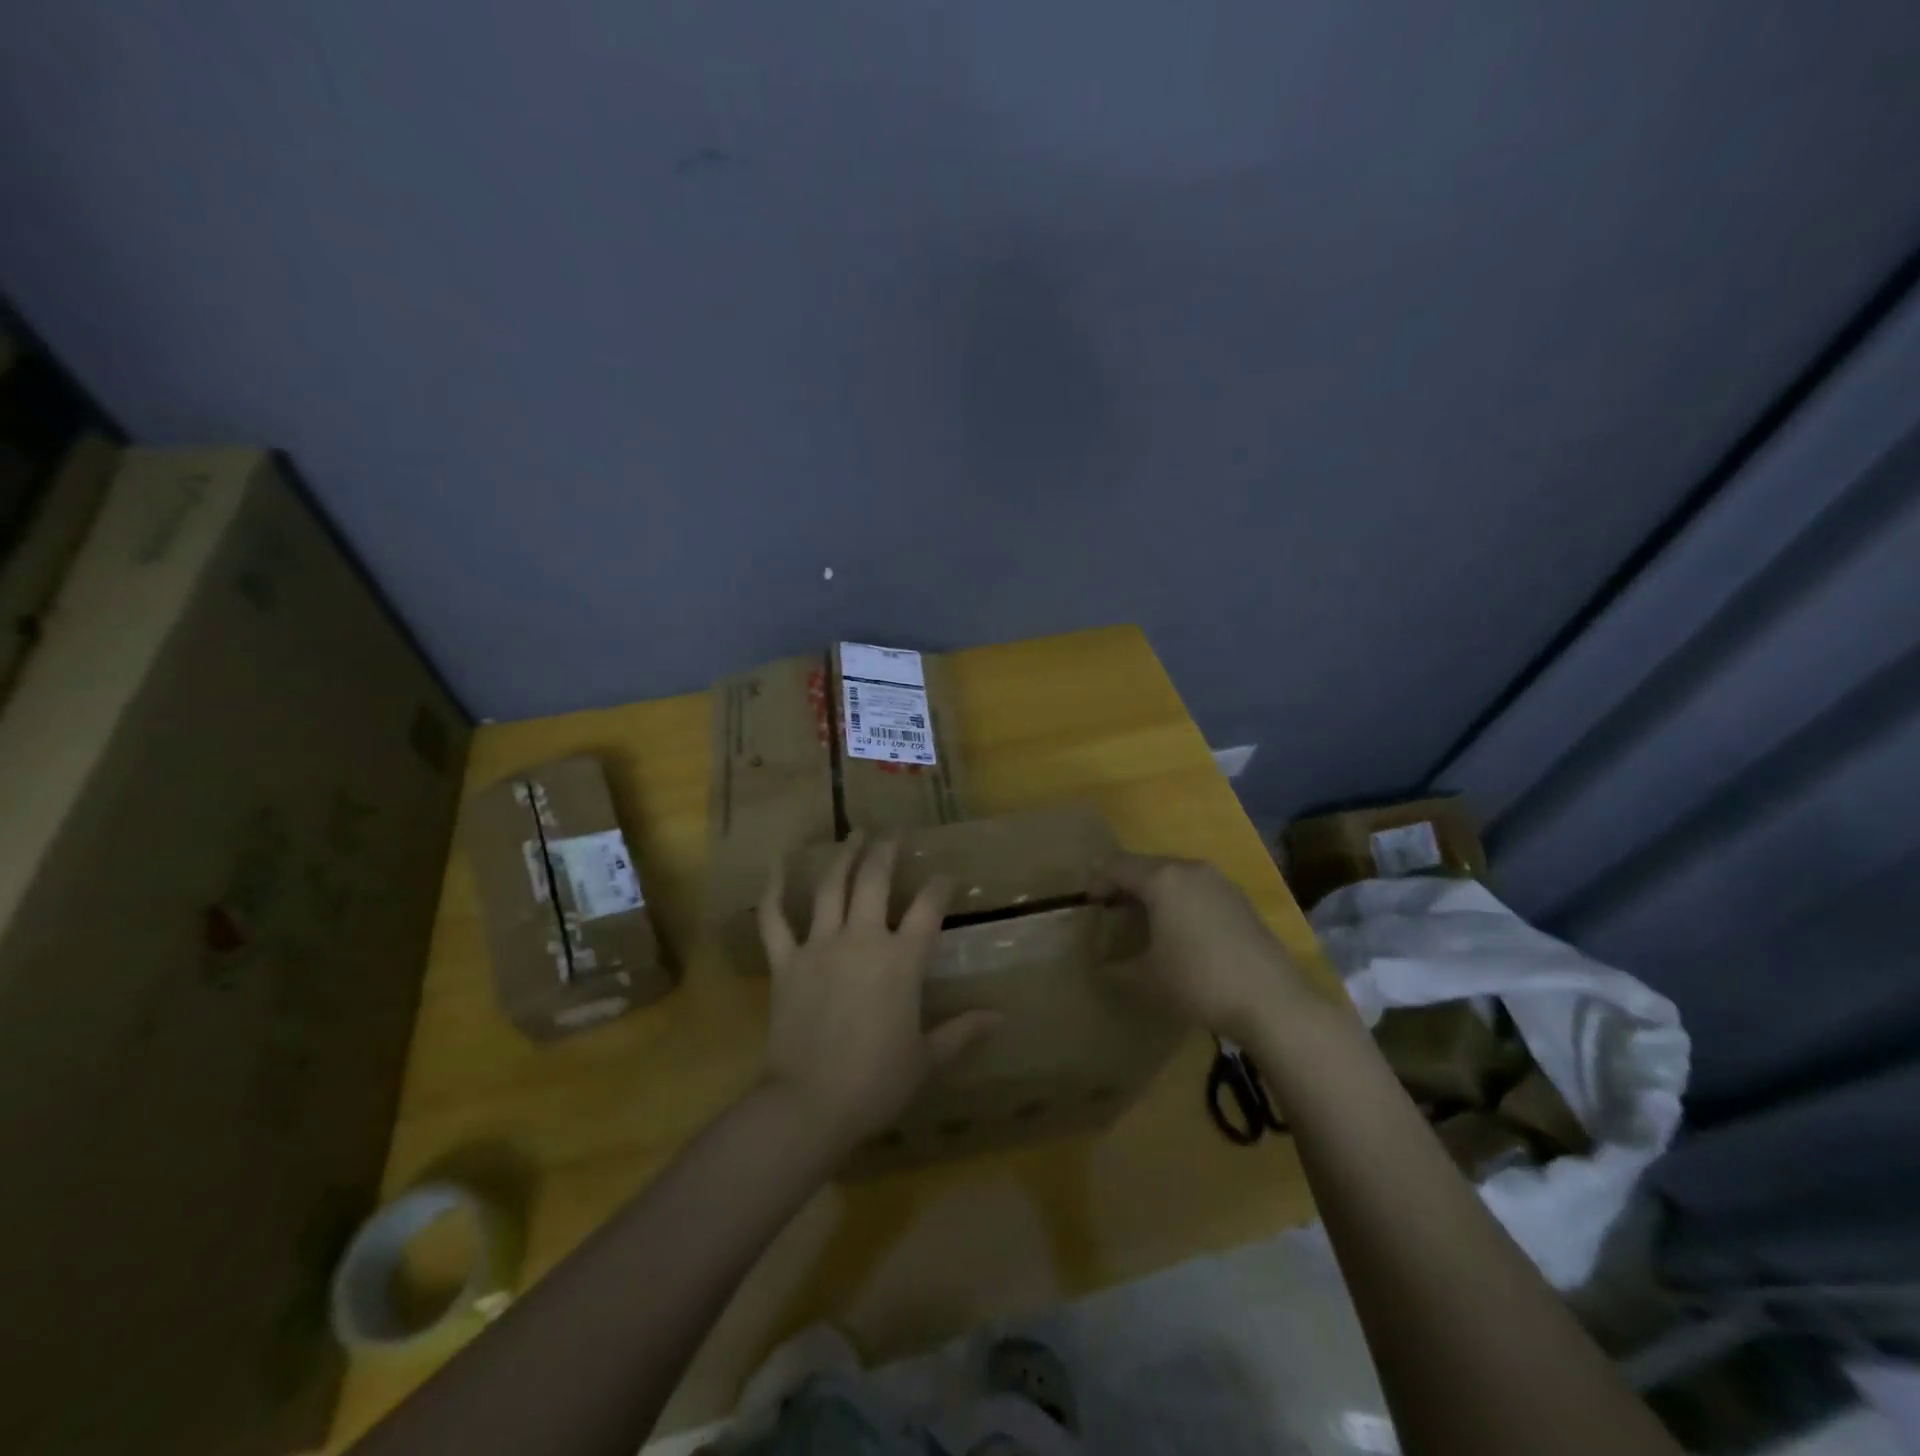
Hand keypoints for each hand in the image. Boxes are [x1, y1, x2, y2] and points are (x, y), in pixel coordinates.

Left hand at [756, 833, 998, 1150]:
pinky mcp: (785, 962)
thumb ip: (962, 1032)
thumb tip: (1000, 1017)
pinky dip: (773, 890)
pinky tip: (776, 865)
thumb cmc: (876, 1082)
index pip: (927, 909)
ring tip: (855, 835)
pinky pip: (774, 919)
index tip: (946, 874)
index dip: (939, 887)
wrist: (810, 1104)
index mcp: (901, 961)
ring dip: (844, 857)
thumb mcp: (927, 1059)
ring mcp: (819, 946)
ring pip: (831, 888)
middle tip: (894, 834)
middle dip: (887, 852)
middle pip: (875, 881)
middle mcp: (862, 940)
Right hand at [1093, 853, 1314, 1042]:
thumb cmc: (1198, 982)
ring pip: (1174, 876)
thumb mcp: (1145, 980)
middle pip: (1146, 866)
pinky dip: (1180, 901)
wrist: (1272, 1001)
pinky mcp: (1241, 900)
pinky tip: (1182, 932)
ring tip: (1145, 922)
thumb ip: (1115, 970)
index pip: (1117, 866)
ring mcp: (1220, 882)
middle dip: (1125, 886)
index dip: (1097, 882)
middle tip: (1112, 912)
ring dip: (1154, 893)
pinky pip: (1198, 889)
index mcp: (1162, 879)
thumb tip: (1101, 968)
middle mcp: (1190, 869)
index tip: (1088, 905)